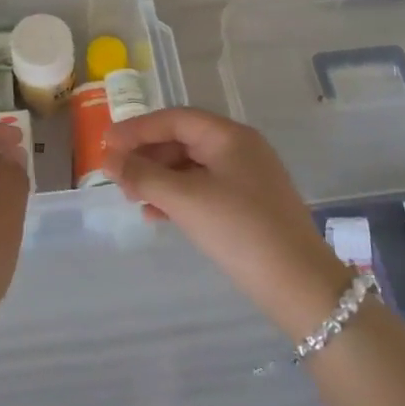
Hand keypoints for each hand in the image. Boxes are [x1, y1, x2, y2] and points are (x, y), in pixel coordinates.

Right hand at [104, 108, 351, 340]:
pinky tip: (155, 214)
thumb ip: (143, 175)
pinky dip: (177, 197)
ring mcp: (247, 179)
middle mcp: (240, 149)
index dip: (137, 129)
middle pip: (183, 141)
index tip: (104, 143)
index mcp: (230, 136)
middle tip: (115, 174)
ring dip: (158, 178)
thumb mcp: (185, 200)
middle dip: (146, 155)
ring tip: (130, 196)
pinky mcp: (248, 207)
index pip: (175, 119)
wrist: (299, 286)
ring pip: (191, 167)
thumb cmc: (240, 230)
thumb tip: (107, 158)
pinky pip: (203, 190)